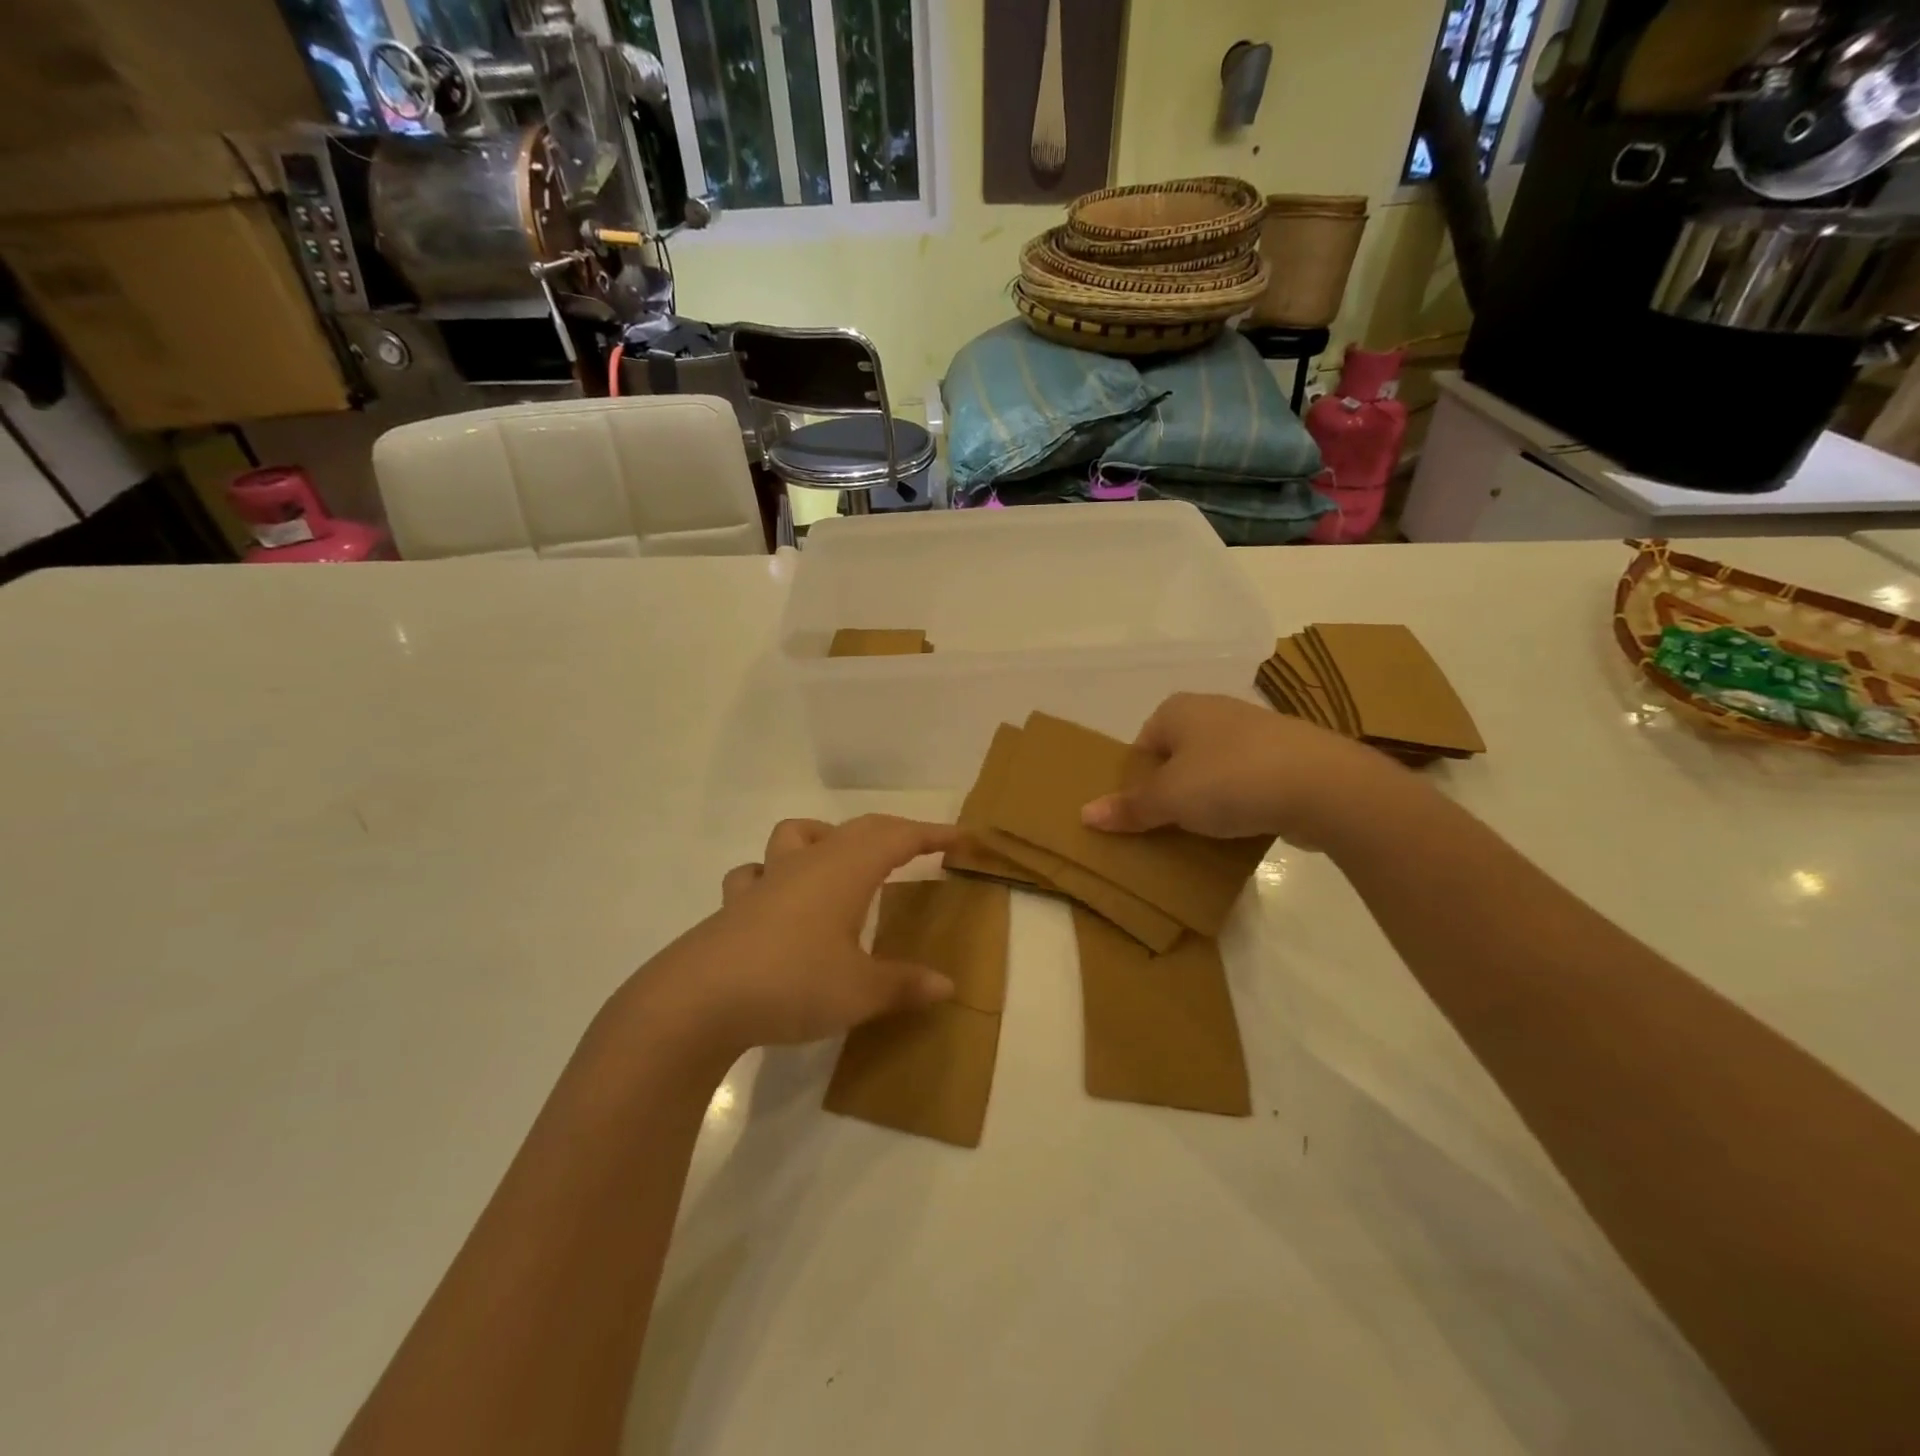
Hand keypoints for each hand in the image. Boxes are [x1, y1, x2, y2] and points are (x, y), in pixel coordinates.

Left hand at [626, 815, 959, 1063]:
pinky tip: (778, 900)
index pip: (899, 837)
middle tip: (919, 847)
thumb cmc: (792, 984)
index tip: (960, 837)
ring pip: (797, 835)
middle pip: (857, 829)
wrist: (699, 1001)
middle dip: (893, 832)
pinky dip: (773, 875)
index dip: (932, 834)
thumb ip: (904, 985)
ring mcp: (766, 881)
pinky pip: (756, 874)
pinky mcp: (735, 906)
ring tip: (841, 862)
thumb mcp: (859, 992)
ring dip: (826, 837)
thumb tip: (947, 986)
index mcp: (845, 871)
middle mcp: (808, 864)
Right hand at [1080, 692, 1403, 847]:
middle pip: (1178, 756)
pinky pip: (1250, 781)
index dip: (1137, 779)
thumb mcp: (1169, 799)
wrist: (1323, 784)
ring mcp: (1256, 731)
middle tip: (1168, 826)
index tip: (1142, 812)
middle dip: (1172, 790)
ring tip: (1205, 833)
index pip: (1143, 743)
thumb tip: (1085, 814)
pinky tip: (1243, 828)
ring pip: (1215, 769)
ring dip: (1208, 799)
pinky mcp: (1289, 756)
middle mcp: (1215, 710)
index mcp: (1179, 709)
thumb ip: (1129, 807)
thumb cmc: (1229, 780)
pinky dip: (1242, 803)